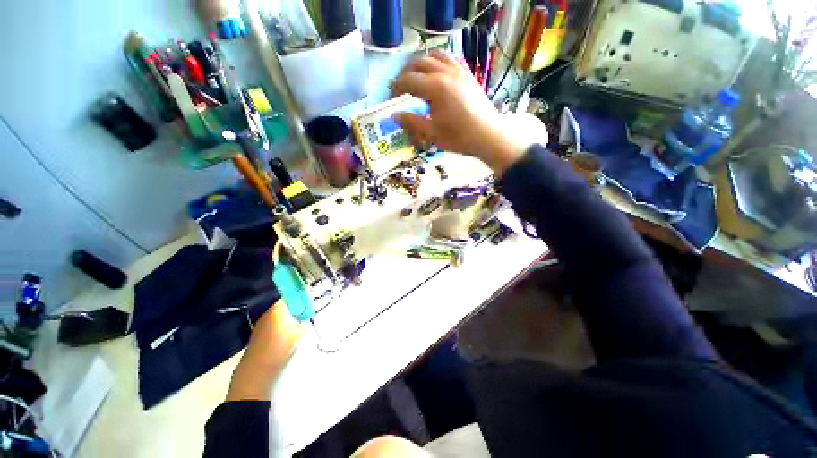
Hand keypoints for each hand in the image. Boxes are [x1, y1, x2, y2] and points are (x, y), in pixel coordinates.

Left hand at [226, 300, 303, 400]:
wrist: (257, 372)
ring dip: (289, 315)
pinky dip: (282, 323)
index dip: (302, 294)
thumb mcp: (300, 332)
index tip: (310, 299)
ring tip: (299, 324)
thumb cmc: (281, 348)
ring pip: (279, 313)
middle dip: (296, 305)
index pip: (292, 294)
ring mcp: (261, 322)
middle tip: (307, 312)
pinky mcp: (258, 333)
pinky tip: (288, 333)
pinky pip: (273, 322)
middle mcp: (268, 311)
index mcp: (279, 308)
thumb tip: (306, 314)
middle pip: (285, 303)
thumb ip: (304, 319)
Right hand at [391, 51, 530, 174]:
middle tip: (403, 88)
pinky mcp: (468, 74)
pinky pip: (451, 59)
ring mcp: (459, 71)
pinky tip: (439, 73)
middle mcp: (445, 72)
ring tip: (419, 78)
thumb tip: (395, 116)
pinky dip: (440, 62)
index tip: (393, 98)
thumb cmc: (459, 137)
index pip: (408, 80)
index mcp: (435, 87)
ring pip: (436, 55)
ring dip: (423, 64)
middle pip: (419, 63)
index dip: (397, 87)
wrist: (488, 136)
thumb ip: (412, 122)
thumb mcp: (432, 133)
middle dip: (407, 73)